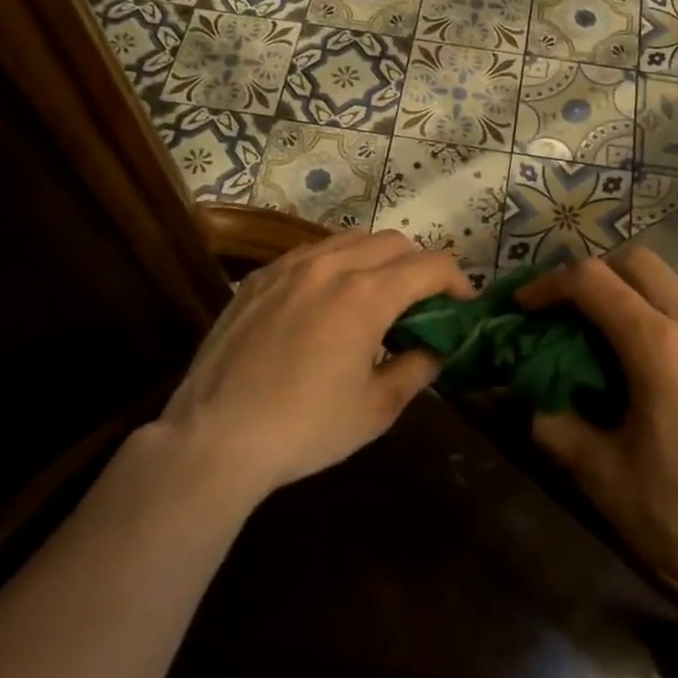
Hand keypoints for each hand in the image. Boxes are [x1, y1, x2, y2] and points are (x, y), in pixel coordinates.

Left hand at [159, 230, 470, 500]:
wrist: (214, 438)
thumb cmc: (304, 428)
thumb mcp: (376, 409)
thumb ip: (417, 368)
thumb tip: (434, 348)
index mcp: (366, 295)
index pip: (430, 265)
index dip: (456, 280)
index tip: (463, 303)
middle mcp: (331, 265)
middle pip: (393, 241)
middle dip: (418, 266)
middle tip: (419, 304)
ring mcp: (289, 266)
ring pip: (350, 239)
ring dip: (376, 259)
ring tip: (374, 297)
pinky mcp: (259, 276)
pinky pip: (311, 253)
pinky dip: (336, 265)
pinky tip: (327, 301)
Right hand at [519, 249, 677, 608]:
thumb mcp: (606, 477)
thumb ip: (557, 426)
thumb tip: (529, 401)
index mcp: (661, 346)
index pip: (592, 280)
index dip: (549, 284)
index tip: (524, 308)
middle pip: (637, 262)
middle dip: (592, 274)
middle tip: (565, 312)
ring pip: (669, 284)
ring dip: (628, 294)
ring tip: (604, 340)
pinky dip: (660, 317)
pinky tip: (651, 367)